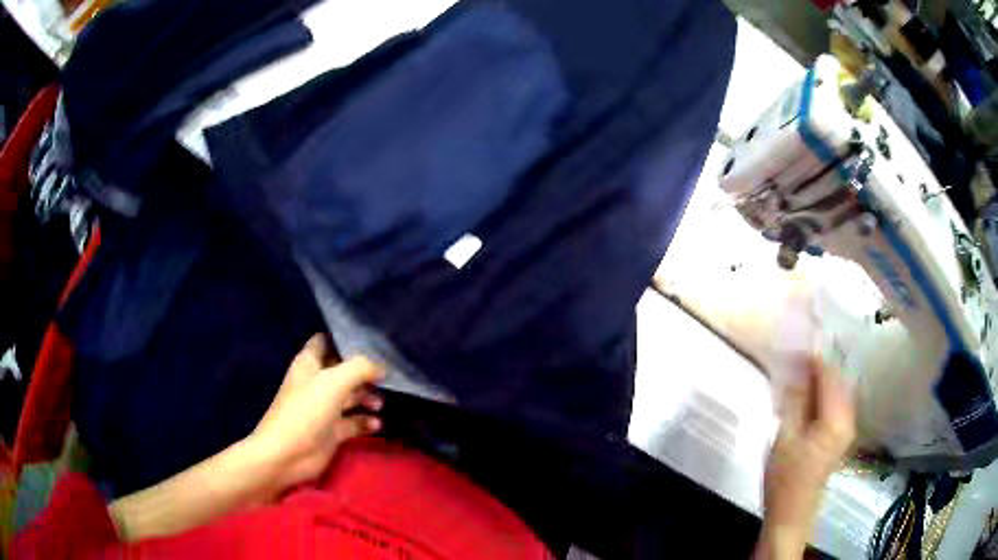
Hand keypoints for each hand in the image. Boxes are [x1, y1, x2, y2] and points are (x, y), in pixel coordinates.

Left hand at [250, 335, 384, 495]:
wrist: (288, 454)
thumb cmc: (306, 411)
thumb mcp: (334, 382)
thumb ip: (360, 368)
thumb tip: (382, 367)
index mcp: (310, 364)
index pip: (326, 342)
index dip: (345, 341)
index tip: (372, 344)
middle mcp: (317, 383)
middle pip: (343, 371)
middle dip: (364, 372)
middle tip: (386, 377)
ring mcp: (324, 408)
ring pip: (351, 397)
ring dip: (367, 397)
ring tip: (379, 403)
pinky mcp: (332, 432)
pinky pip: (354, 423)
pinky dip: (366, 422)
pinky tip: (377, 424)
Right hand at [757, 357, 855, 558]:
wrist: (792, 513)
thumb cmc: (784, 478)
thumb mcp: (785, 436)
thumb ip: (795, 399)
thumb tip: (797, 367)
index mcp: (836, 418)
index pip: (829, 375)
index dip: (812, 358)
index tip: (793, 348)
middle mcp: (848, 418)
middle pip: (837, 380)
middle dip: (817, 367)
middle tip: (793, 361)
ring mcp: (847, 428)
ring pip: (837, 391)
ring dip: (820, 380)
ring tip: (797, 377)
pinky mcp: (841, 436)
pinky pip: (836, 403)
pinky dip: (822, 395)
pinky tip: (806, 398)